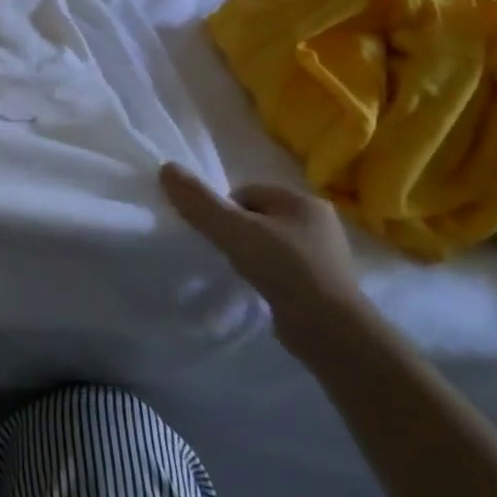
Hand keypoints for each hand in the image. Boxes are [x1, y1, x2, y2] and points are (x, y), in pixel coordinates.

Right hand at [159, 163, 381, 366]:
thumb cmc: (283, 268)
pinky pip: (281, 266)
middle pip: (257, 216)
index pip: (248, 192)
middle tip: (224, 251)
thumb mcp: (233, 230)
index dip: (223, 209)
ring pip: (269, 241)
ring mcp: (324, 254)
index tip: (215, 233)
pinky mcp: (323, 282)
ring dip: (250, 252)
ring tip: (240, 271)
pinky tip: (258, 286)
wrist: (330, 329)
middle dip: (236, 230)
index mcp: (304, 201)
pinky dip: (266, 273)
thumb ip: (198, 200)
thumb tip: (166, 168)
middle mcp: (320, 222)